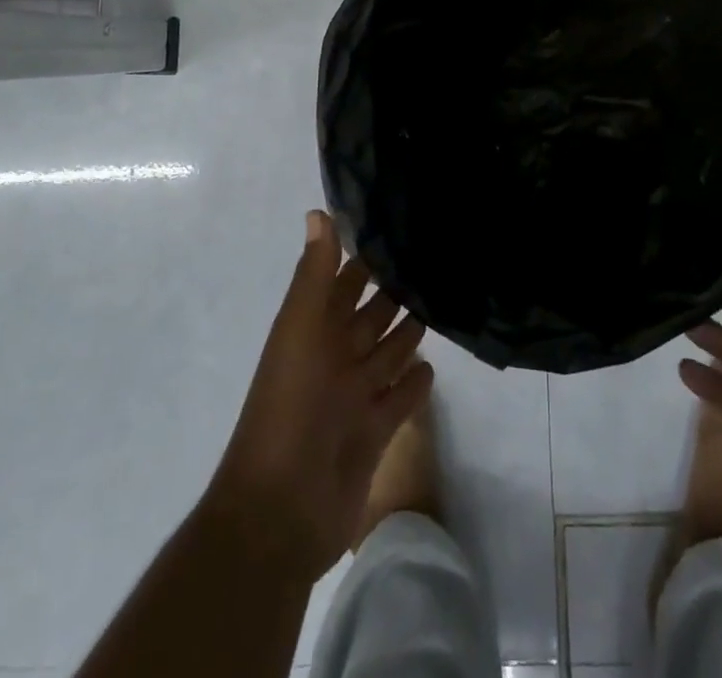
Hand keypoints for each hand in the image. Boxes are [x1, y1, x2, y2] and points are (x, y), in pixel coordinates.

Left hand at [205, 210, 432, 581]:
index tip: (396, 226)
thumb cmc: (289, 407)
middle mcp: (333, 359)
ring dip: (408, 332)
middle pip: (368, 317)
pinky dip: (413, 383)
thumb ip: (314, 274)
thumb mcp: (300, 330)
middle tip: (432, 261)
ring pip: (386, 353)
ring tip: (439, 302)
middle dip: (393, 292)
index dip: (362, 258)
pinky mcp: (374, 432)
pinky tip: (434, 364)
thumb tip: (319, 211)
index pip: (340, 284)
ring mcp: (354, 397)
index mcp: (312, 332)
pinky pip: (398, 399)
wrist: (281, 510)